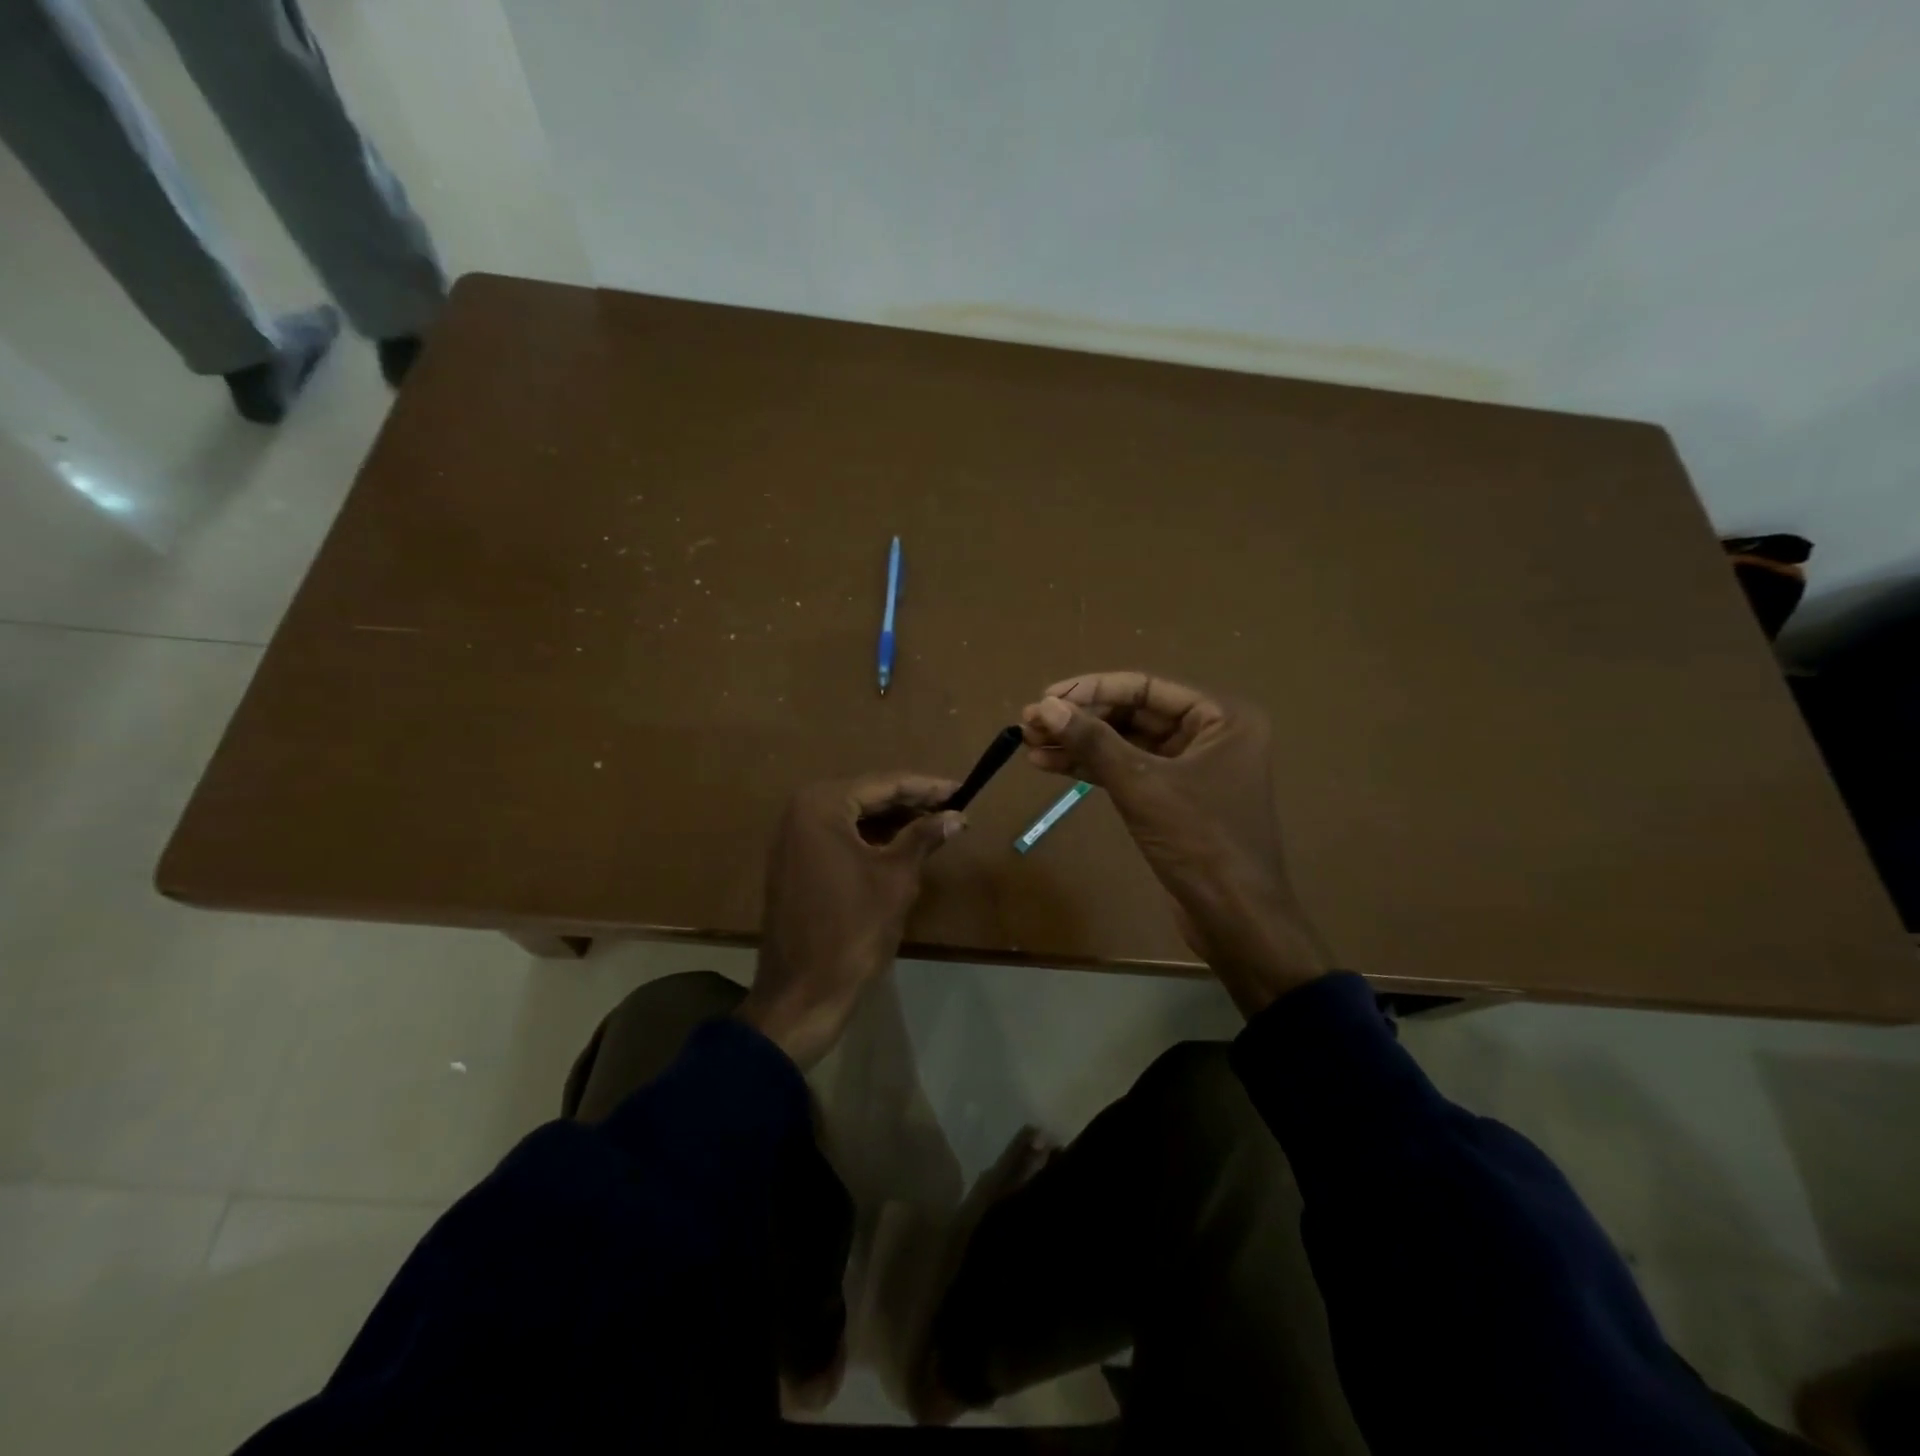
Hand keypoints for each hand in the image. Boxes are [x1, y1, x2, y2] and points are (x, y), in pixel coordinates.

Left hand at [739, 773, 964, 1067]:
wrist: (802, 993)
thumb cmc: (852, 929)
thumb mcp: (896, 878)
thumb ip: (924, 837)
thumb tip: (957, 816)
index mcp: (821, 805)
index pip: (884, 784)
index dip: (926, 787)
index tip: (962, 789)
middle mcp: (800, 811)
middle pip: (867, 796)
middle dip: (911, 802)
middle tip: (953, 806)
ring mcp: (793, 838)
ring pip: (854, 817)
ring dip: (894, 820)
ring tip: (936, 823)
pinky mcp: (795, 862)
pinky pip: (840, 837)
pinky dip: (872, 839)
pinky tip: (903, 844)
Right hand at [1020, 672, 1329, 1014]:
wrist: (1236, 919)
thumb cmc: (1199, 842)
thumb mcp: (1143, 786)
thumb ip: (1094, 742)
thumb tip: (1044, 705)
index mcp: (1222, 717)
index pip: (1146, 687)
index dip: (1091, 689)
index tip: (1045, 697)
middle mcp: (1211, 734)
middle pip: (1134, 713)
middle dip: (1081, 719)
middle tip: (1029, 723)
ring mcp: (1192, 768)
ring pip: (1126, 744)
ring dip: (1079, 744)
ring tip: (1030, 743)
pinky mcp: (1174, 799)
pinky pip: (1129, 771)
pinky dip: (1092, 769)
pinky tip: (1051, 765)